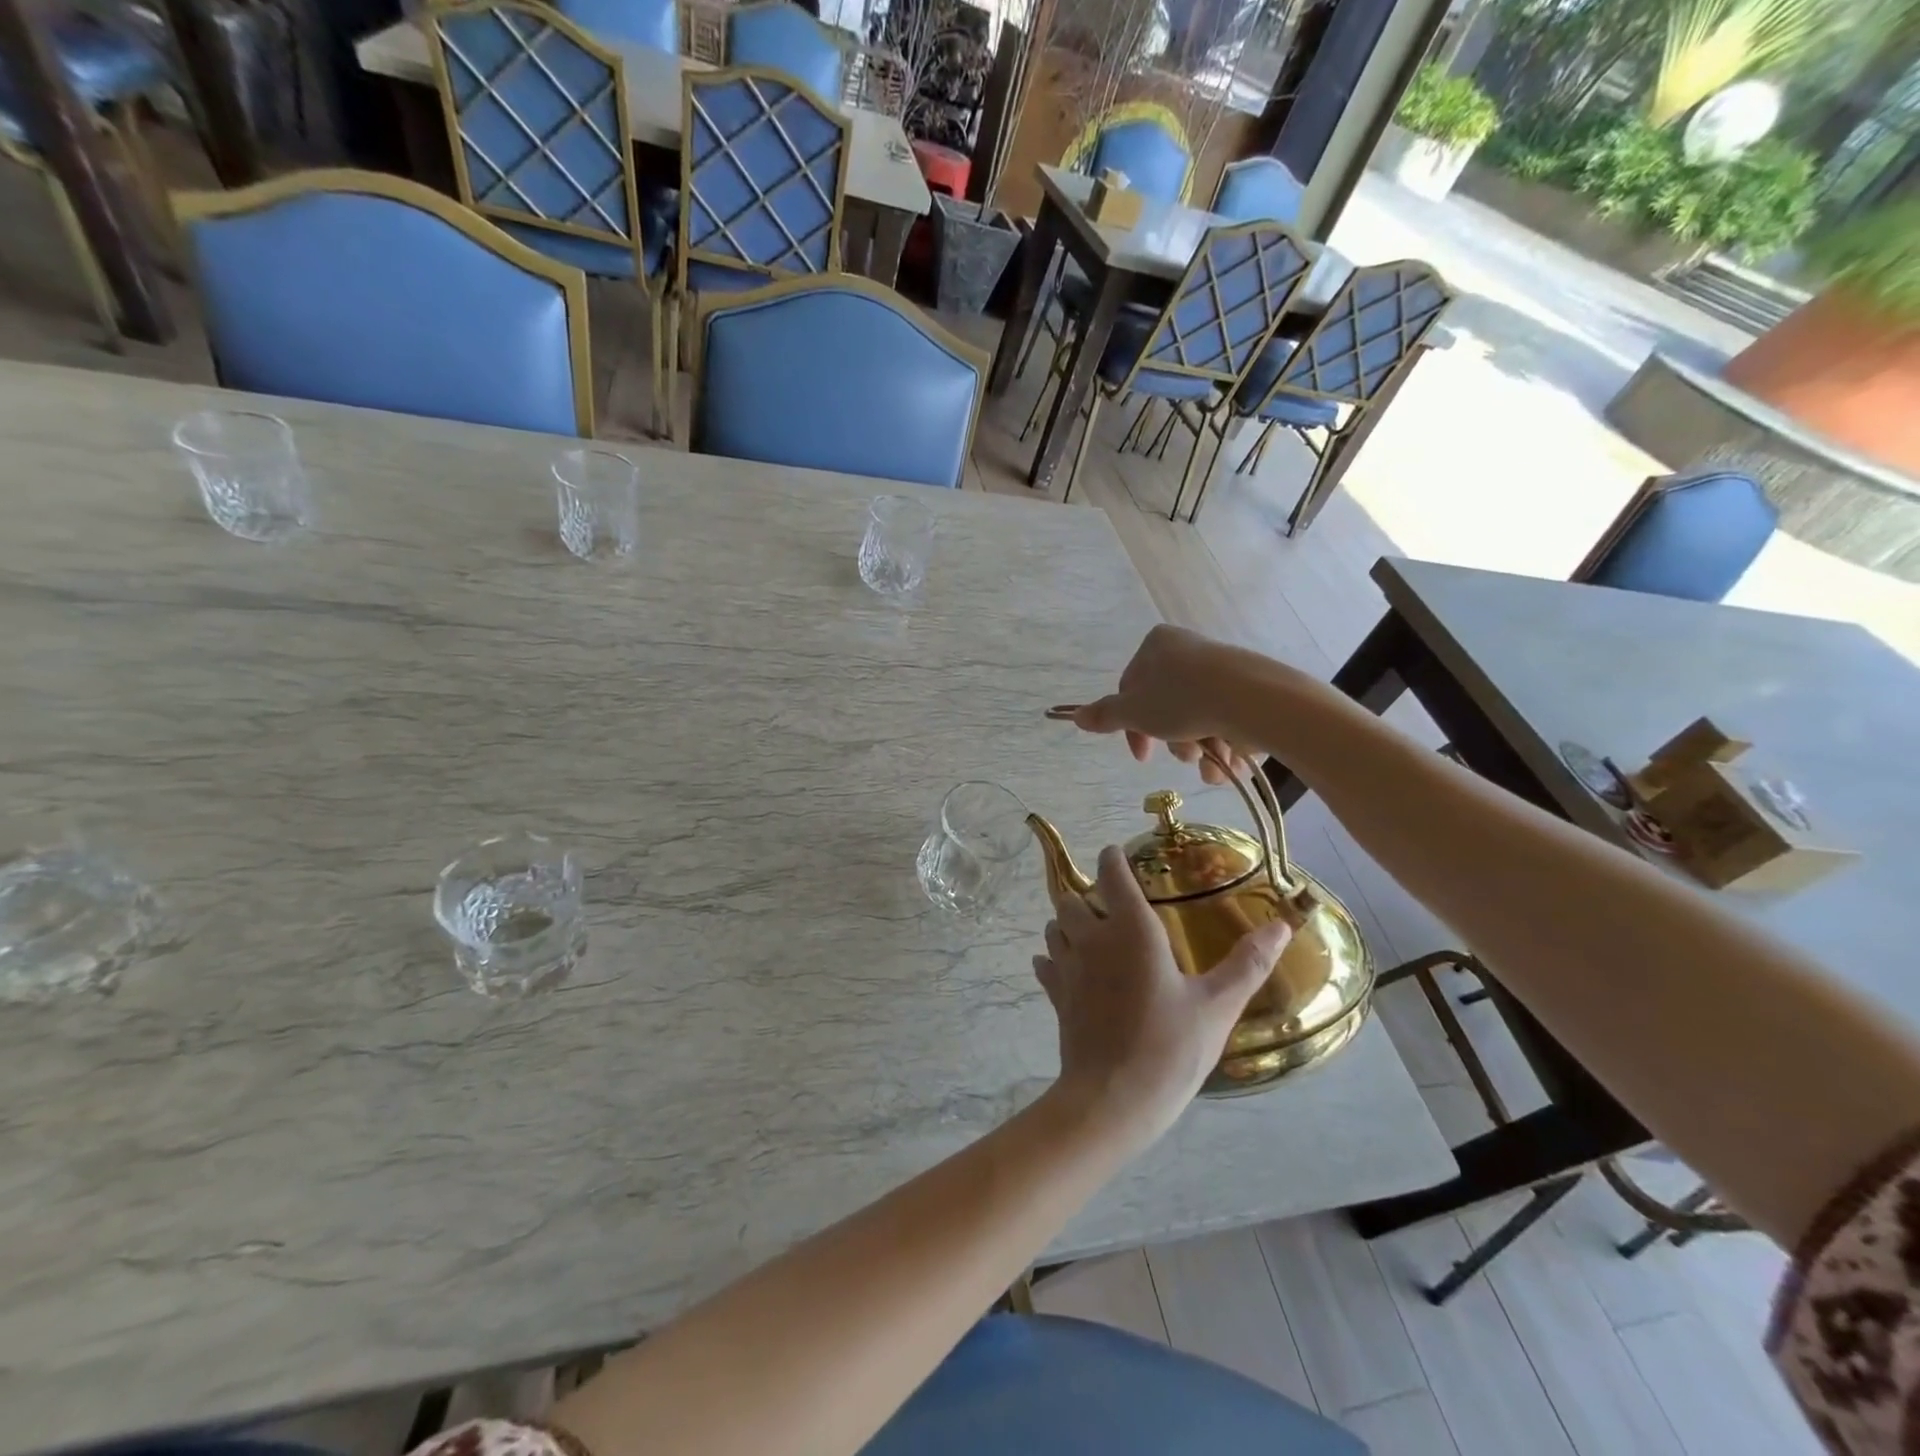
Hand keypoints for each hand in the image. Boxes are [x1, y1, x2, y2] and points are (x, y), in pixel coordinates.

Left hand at [1032, 847, 1291, 1145]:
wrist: (1112, 1099)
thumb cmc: (1169, 1047)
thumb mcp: (1217, 1006)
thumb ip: (1248, 963)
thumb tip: (1282, 925)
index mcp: (1131, 929)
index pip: (1111, 874)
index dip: (1113, 860)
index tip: (1118, 857)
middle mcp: (1092, 938)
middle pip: (1073, 898)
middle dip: (1087, 895)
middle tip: (1111, 907)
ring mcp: (1068, 966)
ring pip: (1054, 927)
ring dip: (1067, 924)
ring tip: (1091, 934)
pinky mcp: (1056, 996)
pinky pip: (1045, 963)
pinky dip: (1052, 957)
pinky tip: (1067, 968)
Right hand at [1060, 625, 1251, 785]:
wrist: (1253, 699)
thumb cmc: (1182, 700)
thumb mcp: (1134, 712)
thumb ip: (1105, 715)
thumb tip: (1076, 716)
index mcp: (1156, 645)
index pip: (1131, 689)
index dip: (1131, 728)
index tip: (1143, 756)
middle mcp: (1188, 648)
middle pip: (1166, 705)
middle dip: (1173, 740)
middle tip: (1184, 755)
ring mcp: (1221, 666)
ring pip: (1197, 717)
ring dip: (1199, 748)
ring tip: (1210, 762)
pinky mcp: (1249, 685)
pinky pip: (1226, 718)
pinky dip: (1225, 744)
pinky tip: (1230, 762)